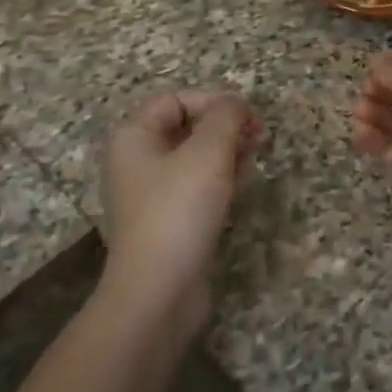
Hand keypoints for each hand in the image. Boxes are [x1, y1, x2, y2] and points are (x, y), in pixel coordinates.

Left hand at [100, 90, 260, 331]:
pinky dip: (217, 178)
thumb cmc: (179, 211)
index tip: (249, 117)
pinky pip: (193, 186)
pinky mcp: (166, 221)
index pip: (175, 99)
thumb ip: (226, 117)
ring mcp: (150, 193)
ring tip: (254, 155)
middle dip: (223, 125)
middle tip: (258, 135)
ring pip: (192, 157)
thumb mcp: (208, 153)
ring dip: (224, 151)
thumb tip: (236, 104)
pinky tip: (240, 184)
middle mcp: (136, 160)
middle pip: (184, 126)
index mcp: (134, 136)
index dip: (214, 101)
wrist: (157, 291)